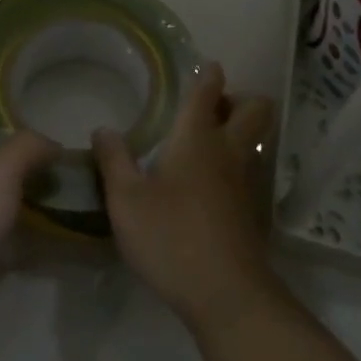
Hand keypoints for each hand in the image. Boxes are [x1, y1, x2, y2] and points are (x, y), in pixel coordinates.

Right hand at [92, 63, 277, 330]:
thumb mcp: (126, 200)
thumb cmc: (171, 237)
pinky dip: (238, 165)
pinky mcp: (253, 212)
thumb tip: (103, 129)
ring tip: (209, 143)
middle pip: (255, 109)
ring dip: (242, 132)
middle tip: (213, 107)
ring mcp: (247, 182)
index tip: (208, 66)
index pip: (208, 92)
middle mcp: (228, 151)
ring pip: (257, 140)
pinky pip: (252, 171)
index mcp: (197, 138)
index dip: (209, 75)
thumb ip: (113, 160)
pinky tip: (212, 185)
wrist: (227, 295)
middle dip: (240, 98)